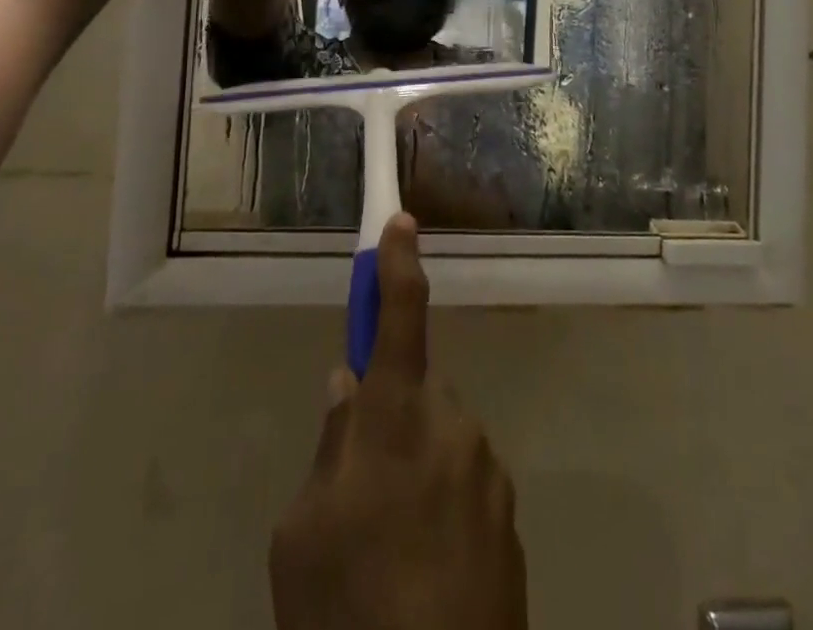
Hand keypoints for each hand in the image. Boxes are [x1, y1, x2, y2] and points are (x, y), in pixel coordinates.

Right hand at [270, 216, 526, 629]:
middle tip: (360, 492)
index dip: (398, 262)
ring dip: (416, 472)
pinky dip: (443, 513)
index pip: (399, 314)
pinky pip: (466, 489)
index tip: (401, 221)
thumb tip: (348, 388)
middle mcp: (453, 424)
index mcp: (396, 416)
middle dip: (391, 418)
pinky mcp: (510, 520)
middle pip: (416, 394)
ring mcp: (489, 472)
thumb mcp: (302, 534)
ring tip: (389, 553)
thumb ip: (330, 448)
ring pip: (441, 444)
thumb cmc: (346, 609)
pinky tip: (423, 577)